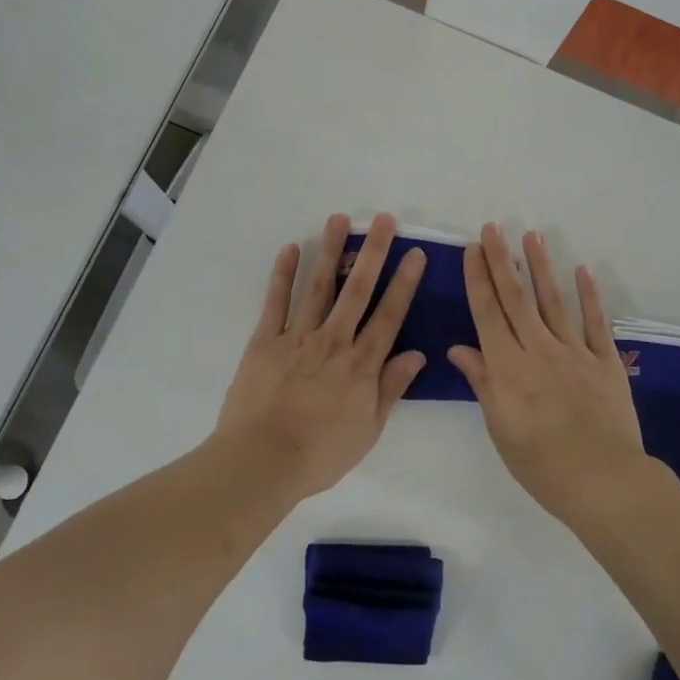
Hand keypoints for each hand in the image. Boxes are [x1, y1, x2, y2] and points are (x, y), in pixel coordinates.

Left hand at [212, 213, 426, 498]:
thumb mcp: (368, 430)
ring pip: (319, 286)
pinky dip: (283, 274)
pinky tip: (291, 248)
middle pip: (358, 290)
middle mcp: (334, 341)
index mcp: (361, 364)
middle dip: (373, 252)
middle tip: (384, 219)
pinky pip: (276, 302)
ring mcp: (298, 337)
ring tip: (340, 218)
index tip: (415, 254)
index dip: (404, 283)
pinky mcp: (266, 340)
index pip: (389, 316)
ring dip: (331, 251)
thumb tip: (417, 354)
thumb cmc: (320, 453)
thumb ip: (391, 388)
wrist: (262, 461)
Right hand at [448, 223, 647, 520]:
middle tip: (494, 227)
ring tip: (531, 236)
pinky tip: (582, 270)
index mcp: (508, 368)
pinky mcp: (605, 362)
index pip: (488, 313)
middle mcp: (538, 350)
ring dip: (541, 267)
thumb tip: (459, 348)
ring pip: (553, 301)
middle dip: (502, 260)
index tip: (473, 248)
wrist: (603, 482)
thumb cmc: (540, 463)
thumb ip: (482, 382)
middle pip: (516, 298)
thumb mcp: (500, 428)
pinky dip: (589, 295)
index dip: (478, 278)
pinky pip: (595, 323)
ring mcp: (575, 353)